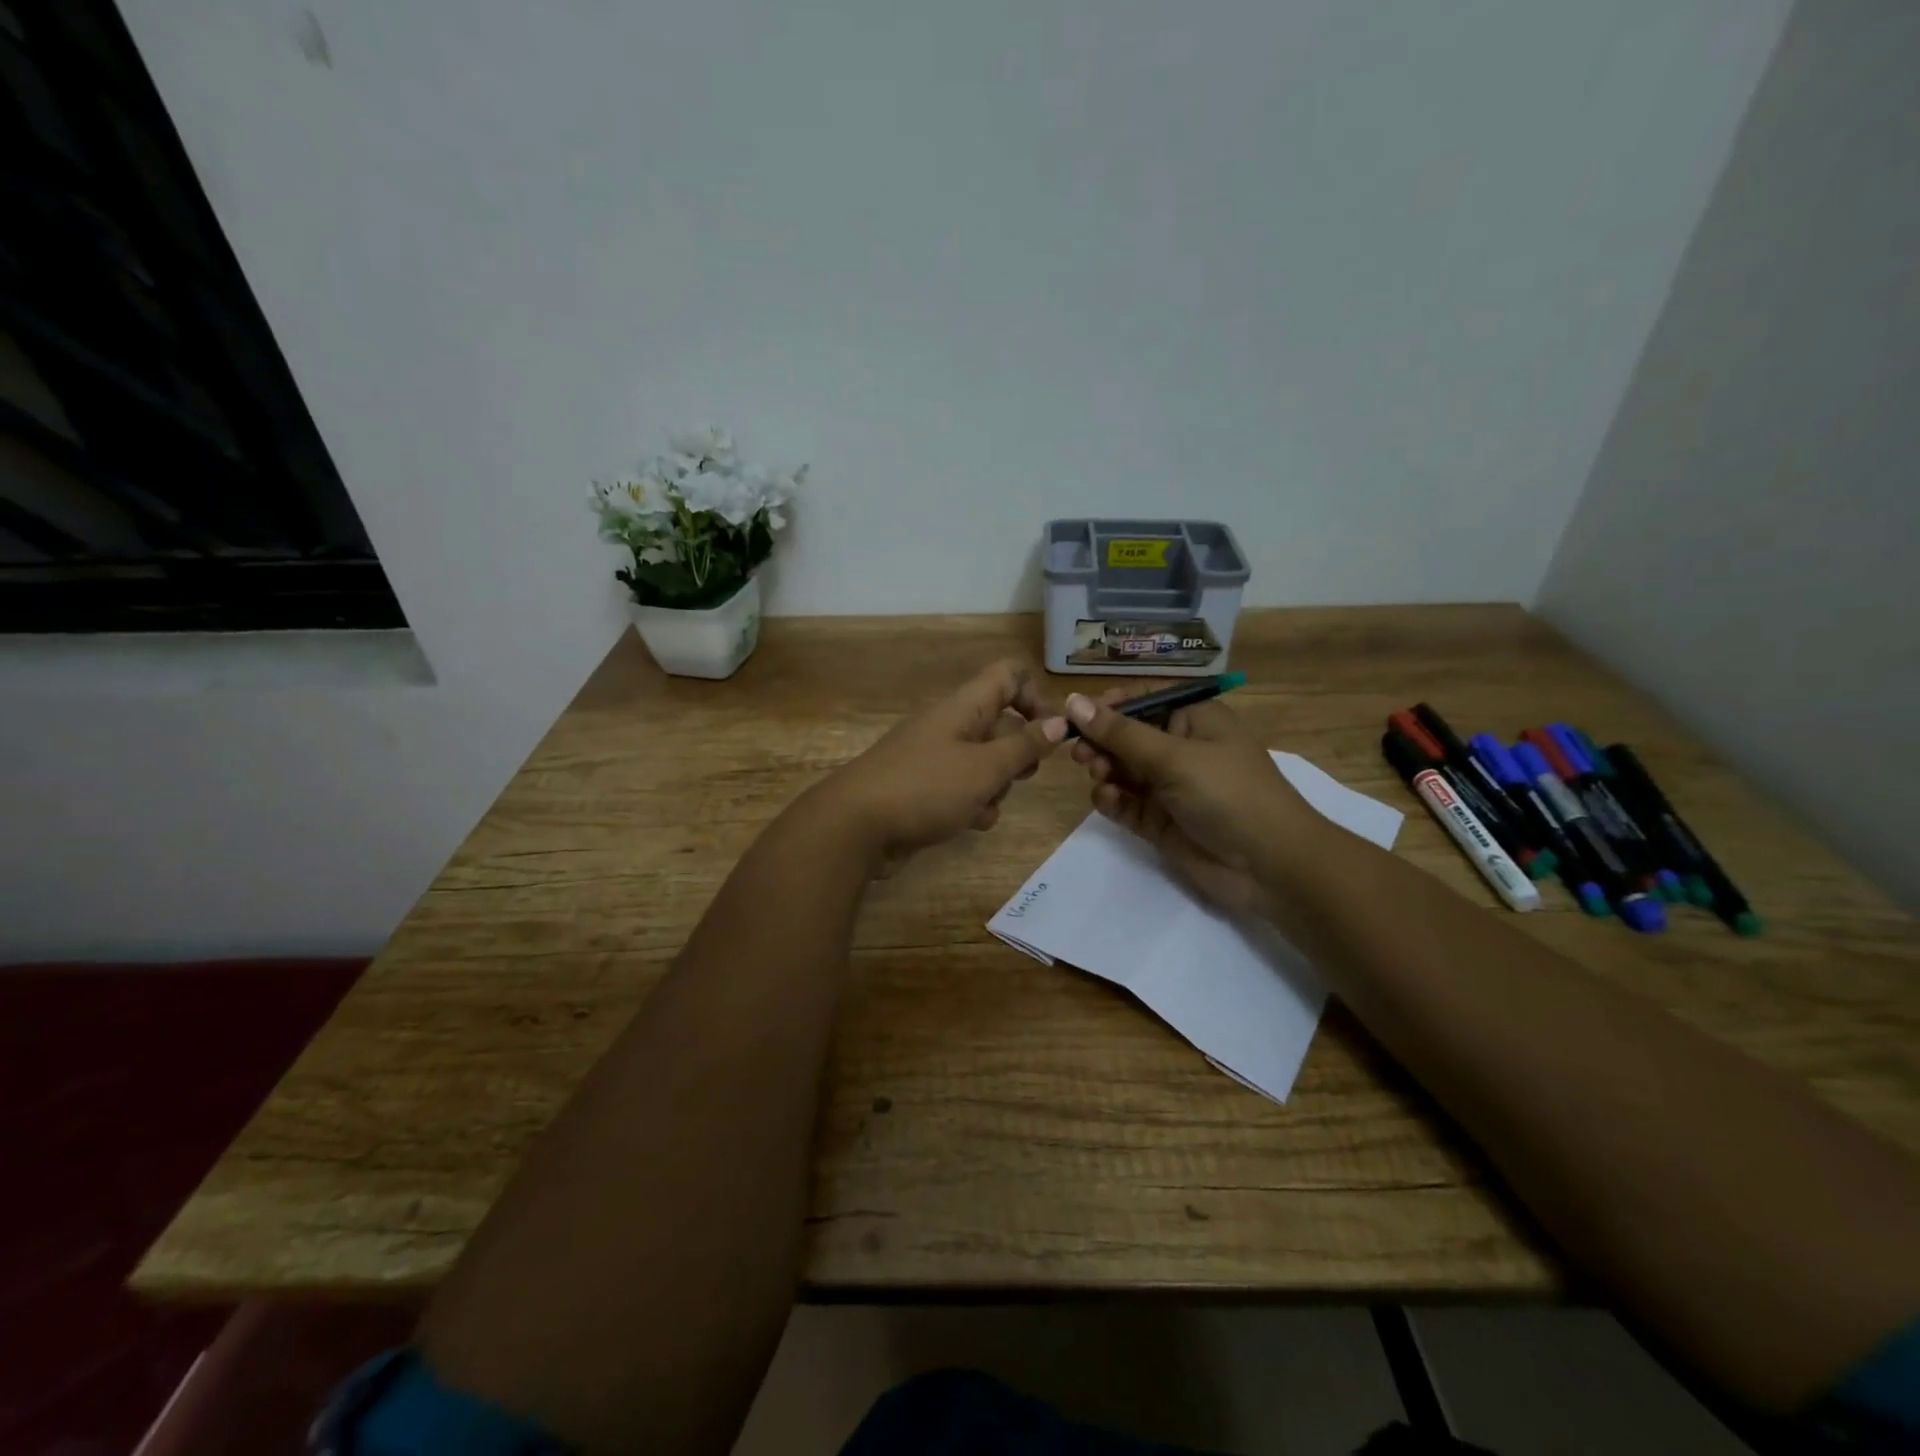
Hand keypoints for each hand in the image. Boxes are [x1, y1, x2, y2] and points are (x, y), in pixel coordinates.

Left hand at [816, 660, 1067, 866]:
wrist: (856, 827)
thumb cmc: (926, 788)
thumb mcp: (985, 768)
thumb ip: (1024, 746)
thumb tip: (1060, 722)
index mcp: (964, 707)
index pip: (1008, 675)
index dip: (1036, 696)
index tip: (1054, 732)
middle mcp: (951, 725)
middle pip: (1001, 723)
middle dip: (1020, 751)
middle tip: (1025, 774)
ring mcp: (936, 758)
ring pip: (985, 762)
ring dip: (996, 785)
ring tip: (986, 804)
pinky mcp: (925, 789)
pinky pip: (963, 789)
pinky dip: (972, 804)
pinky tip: (968, 823)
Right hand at [1065, 689, 1320, 917]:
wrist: (1269, 866)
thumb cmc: (1228, 794)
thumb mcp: (1174, 757)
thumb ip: (1120, 733)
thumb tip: (1073, 702)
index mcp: (1194, 719)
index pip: (1143, 701)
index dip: (1109, 706)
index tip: (1077, 716)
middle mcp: (1180, 748)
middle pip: (1127, 736)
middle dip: (1102, 742)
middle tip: (1080, 753)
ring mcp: (1170, 787)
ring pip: (1122, 770)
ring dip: (1105, 770)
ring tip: (1100, 777)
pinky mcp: (1160, 821)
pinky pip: (1126, 803)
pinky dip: (1112, 799)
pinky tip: (1108, 800)